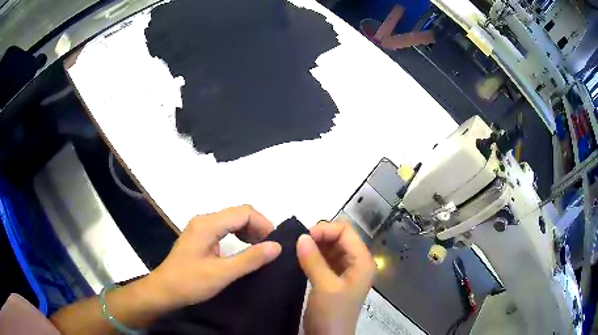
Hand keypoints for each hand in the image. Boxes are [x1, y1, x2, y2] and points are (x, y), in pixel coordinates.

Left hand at [147, 205, 281, 308]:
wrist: (163, 291)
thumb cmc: (190, 282)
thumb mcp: (222, 273)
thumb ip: (250, 259)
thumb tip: (276, 246)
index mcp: (208, 224)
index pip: (244, 212)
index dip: (263, 224)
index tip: (274, 244)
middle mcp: (204, 220)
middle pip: (238, 213)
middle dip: (257, 226)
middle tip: (269, 248)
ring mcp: (200, 228)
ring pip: (231, 220)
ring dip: (249, 231)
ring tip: (260, 249)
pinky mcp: (200, 238)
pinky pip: (224, 229)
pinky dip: (238, 235)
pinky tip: (244, 249)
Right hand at [297, 221, 375, 334]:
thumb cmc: (332, 313)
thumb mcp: (325, 286)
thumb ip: (314, 260)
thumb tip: (301, 236)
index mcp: (362, 261)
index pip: (346, 231)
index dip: (326, 230)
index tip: (304, 238)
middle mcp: (357, 262)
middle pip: (339, 237)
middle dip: (320, 237)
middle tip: (298, 244)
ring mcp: (345, 270)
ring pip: (331, 247)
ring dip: (315, 246)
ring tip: (297, 250)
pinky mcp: (334, 278)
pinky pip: (325, 259)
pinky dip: (313, 256)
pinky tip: (301, 258)